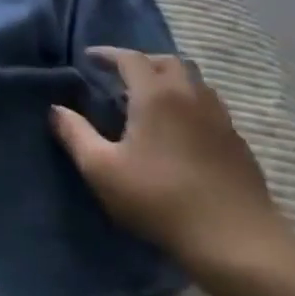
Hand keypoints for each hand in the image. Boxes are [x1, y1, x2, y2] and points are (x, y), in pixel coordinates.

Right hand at [51, 46, 281, 270]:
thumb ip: (75, 134)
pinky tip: (181, 129)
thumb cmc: (160, 199)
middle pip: (167, 61)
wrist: (237, 241)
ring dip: (169, 80)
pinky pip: (210, 106)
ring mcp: (219, 118)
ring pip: (193, 82)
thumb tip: (56, 109)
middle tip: (121, 76)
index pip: (129, 58)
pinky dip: (190, 103)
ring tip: (151, 99)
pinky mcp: (238, 142)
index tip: (89, 58)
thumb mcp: (103, 170)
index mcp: (155, 94)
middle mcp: (190, 95)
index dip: (107, 54)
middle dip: (142, 61)